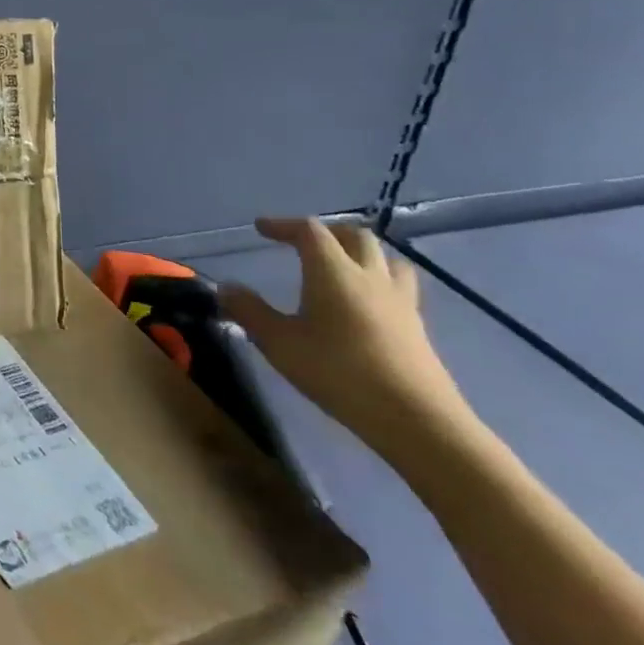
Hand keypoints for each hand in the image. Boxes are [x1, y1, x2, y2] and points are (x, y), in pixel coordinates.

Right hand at [219, 217, 472, 463]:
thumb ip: (249, 311)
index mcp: (334, 272)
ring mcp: (400, 303)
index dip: (283, 225)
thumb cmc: (339, 372)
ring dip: (360, 254)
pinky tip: (363, 305)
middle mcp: (370, 278)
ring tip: (340, 267)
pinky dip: (377, 282)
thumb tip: (227, 287)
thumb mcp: (279, 343)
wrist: (416, 419)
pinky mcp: (417, 328)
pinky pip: (398, 288)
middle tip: (301, 243)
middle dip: (325, 232)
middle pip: (355, 236)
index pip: (310, 231)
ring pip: (386, 259)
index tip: (261, 229)